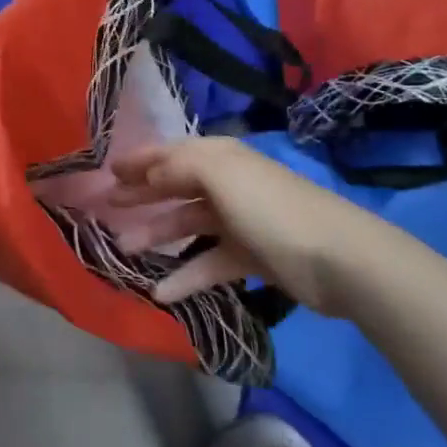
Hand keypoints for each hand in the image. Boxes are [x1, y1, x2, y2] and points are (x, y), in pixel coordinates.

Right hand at [109, 137, 401, 314]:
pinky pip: (208, 263)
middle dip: (142, 196)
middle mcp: (227, 184)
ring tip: (125, 251)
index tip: (108, 172)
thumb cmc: (270, 208)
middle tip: (108, 209)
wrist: (338, 259)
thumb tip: (148, 175)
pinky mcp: (251, 257)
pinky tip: (161, 293)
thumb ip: (176, 167)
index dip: (139, 161)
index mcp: (220, 157)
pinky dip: (185, 276)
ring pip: (188, 225)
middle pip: (175, 187)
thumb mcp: (218, 174)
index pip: (170, 154)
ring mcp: (240, 221)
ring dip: (156, 236)